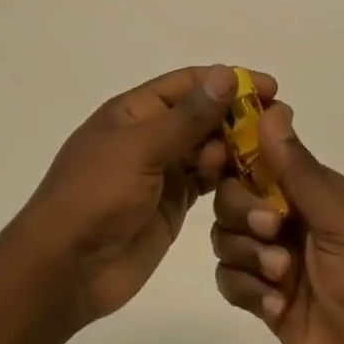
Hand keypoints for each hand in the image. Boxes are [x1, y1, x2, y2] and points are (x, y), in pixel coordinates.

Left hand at [20, 65, 272, 325]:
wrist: (65, 268)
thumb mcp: (140, 149)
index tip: (269, 87)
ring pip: (207, 150)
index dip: (227, 81)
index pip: (187, 84)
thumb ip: (187, 117)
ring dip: (235, 149)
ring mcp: (160, 172)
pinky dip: (228, 179)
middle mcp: (148, 136)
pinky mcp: (171, 205)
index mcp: (133, 112)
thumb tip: (225, 75)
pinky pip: (206, 183)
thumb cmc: (96, 196)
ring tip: (269, 157)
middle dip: (237, 117)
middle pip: (200, 116)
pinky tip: (253, 181)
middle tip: (278, 126)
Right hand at [211, 103, 343, 343]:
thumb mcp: (343, 218)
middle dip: (242, 210)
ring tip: (281, 279)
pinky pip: (230, 281)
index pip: (262, 155)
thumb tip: (274, 108)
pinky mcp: (267, 301)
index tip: (219, 158)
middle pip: (233, 195)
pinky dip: (247, 290)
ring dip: (246, 254)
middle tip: (273, 231)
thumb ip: (299, 169)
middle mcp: (291, 219)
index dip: (236, 152)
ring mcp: (277, 261)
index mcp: (314, 191)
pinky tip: (277, 308)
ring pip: (226, 237)